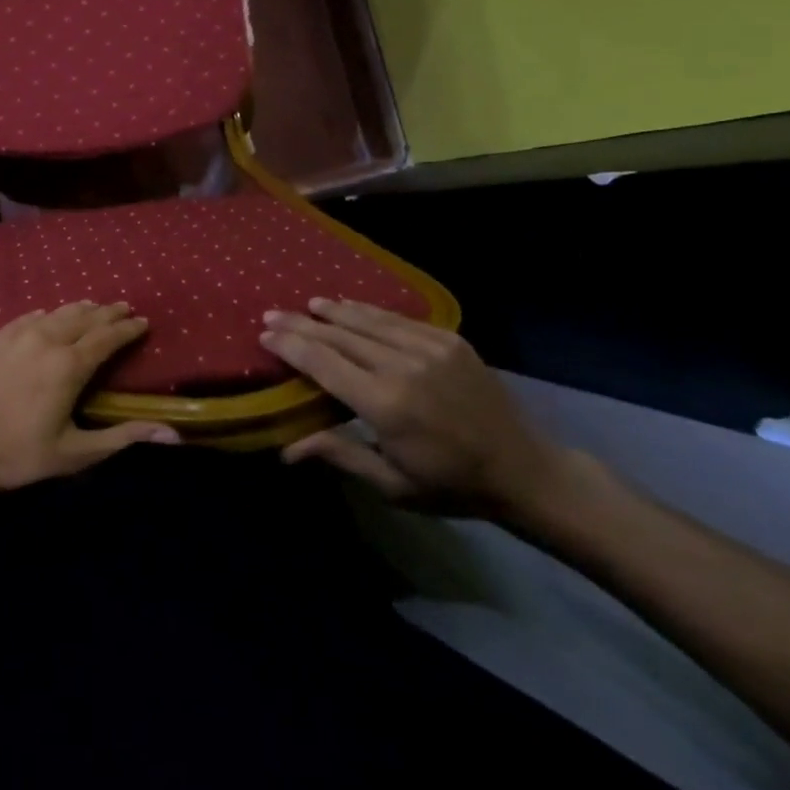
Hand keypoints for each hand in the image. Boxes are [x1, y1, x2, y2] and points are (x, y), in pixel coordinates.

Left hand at [0, 303, 179, 498]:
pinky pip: (26, 317)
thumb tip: (171, 433)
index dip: (127, 328)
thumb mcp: (71, 454)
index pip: (107, 337)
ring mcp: (13, 334)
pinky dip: (45, 314)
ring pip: (54, 312)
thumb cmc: (11, 453)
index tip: (143, 321)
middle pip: (83, 317)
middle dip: (106, 311)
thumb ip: (121, 439)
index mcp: (69, 364)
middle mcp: (45, 338)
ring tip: (91, 306)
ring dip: (77, 309)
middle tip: (123, 306)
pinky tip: (44, 315)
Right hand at [261, 299, 573, 518]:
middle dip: (301, 324)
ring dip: (332, 310)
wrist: (525, 470)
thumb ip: (339, 455)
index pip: (323, 364)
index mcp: (385, 405)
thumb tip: (285, 450)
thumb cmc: (451, 485)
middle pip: (338, 336)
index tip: (265, 335)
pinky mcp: (449, 339)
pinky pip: (398, 319)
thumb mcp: (392, 483)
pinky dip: (368, 311)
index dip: (291, 346)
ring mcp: (429, 348)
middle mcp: (402, 367)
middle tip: (271, 314)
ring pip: (367, 320)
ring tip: (306, 304)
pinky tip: (350, 306)